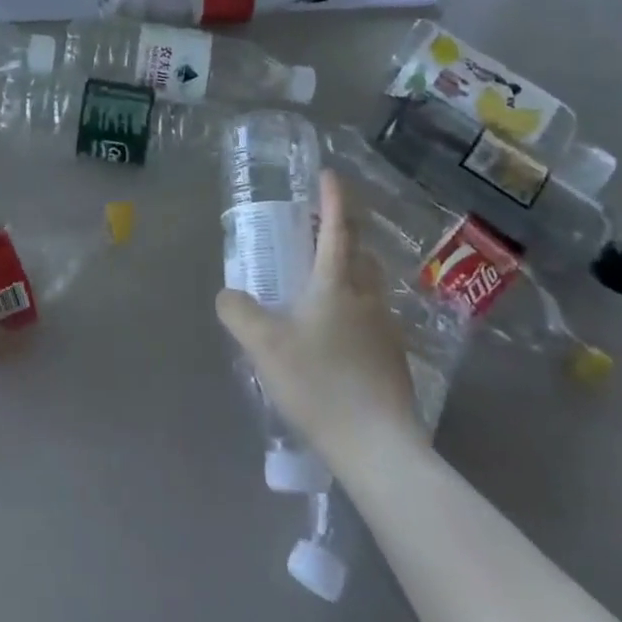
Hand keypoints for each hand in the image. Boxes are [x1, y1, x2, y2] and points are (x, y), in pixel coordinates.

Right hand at [216, 171, 425, 468]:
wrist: (379, 446)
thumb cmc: (320, 383)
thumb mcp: (264, 345)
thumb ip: (238, 312)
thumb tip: (228, 294)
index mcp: (337, 284)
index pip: (338, 228)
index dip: (333, 199)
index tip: (328, 174)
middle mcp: (367, 298)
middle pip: (359, 253)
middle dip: (342, 233)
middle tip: (317, 228)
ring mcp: (386, 330)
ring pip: (368, 285)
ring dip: (350, 269)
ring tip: (323, 278)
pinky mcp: (393, 360)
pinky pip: (371, 316)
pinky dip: (354, 306)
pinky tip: (335, 333)